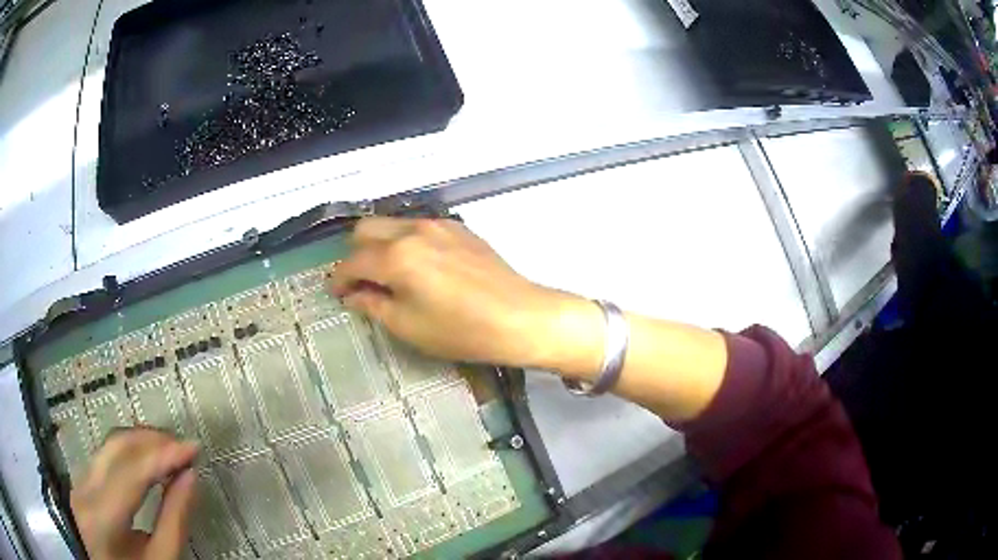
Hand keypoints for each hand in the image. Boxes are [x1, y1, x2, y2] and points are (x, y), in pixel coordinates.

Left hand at [71, 428, 198, 559]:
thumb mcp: (162, 559)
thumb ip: (174, 521)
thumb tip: (190, 476)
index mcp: (102, 518)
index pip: (131, 474)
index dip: (162, 456)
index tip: (193, 447)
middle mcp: (84, 491)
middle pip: (115, 449)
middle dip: (151, 441)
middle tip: (182, 446)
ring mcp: (79, 483)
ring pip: (108, 447)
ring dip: (140, 443)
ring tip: (169, 449)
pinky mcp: (81, 481)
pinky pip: (104, 456)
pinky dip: (128, 453)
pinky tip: (146, 458)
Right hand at [330, 217, 603, 373]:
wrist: (519, 317)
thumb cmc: (461, 330)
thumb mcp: (408, 326)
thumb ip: (373, 305)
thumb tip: (352, 295)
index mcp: (396, 256)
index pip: (352, 263)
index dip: (338, 280)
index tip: (335, 294)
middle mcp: (413, 230)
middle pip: (366, 230)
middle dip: (355, 254)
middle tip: (361, 282)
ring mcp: (439, 225)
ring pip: (393, 224)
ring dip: (381, 245)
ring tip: (389, 274)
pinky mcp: (459, 228)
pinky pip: (419, 227)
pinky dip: (407, 241)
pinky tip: (419, 266)